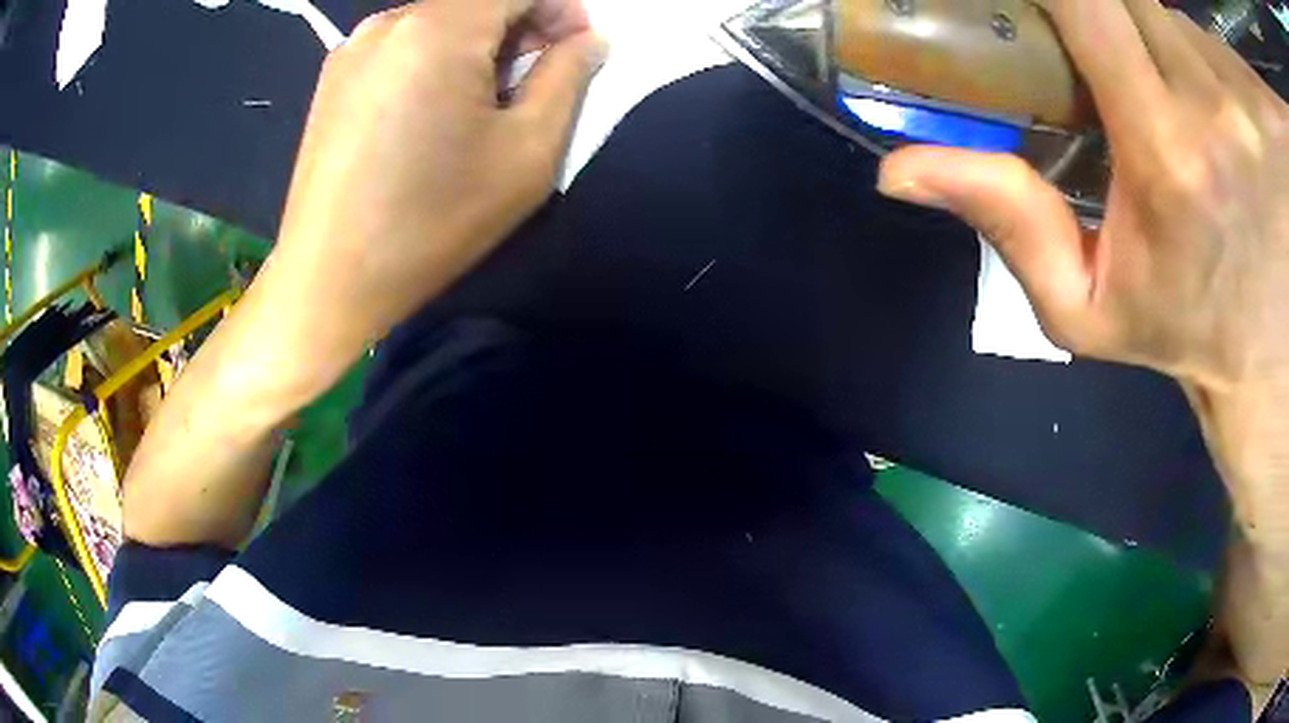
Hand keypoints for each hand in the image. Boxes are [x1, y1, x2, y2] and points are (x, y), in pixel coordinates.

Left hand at [270, 0, 605, 352]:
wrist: (329, 280)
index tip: (577, 50)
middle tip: (537, 79)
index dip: (561, 9)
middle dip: (521, 26)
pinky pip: (403, 45)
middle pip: (476, 1)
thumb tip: (587, 42)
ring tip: (485, 102)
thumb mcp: (526, 153)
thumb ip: (568, 79)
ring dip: (478, 44)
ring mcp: (352, 49)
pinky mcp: (333, 78)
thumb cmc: (431, 221)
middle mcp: (389, 23)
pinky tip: (436, 111)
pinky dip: (436, 59)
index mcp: (438, 29)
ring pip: (439, 21)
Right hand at [877, 0, 1288, 686]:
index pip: (1085, 2)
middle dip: (1093, 6)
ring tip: (1154, 86)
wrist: (1269, 351)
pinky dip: (1184, 49)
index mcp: (1169, 152)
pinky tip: (1201, 102)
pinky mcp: (1249, 93)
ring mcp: (1240, 90)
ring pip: (1163, 8)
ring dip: (1142, 28)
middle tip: (1090, 47)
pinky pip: (1199, 33)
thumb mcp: (1087, 306)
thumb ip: (1008, 226)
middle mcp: (1215, 100)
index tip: (1025, 6)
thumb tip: (902, 169)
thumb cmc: (1184, 328)